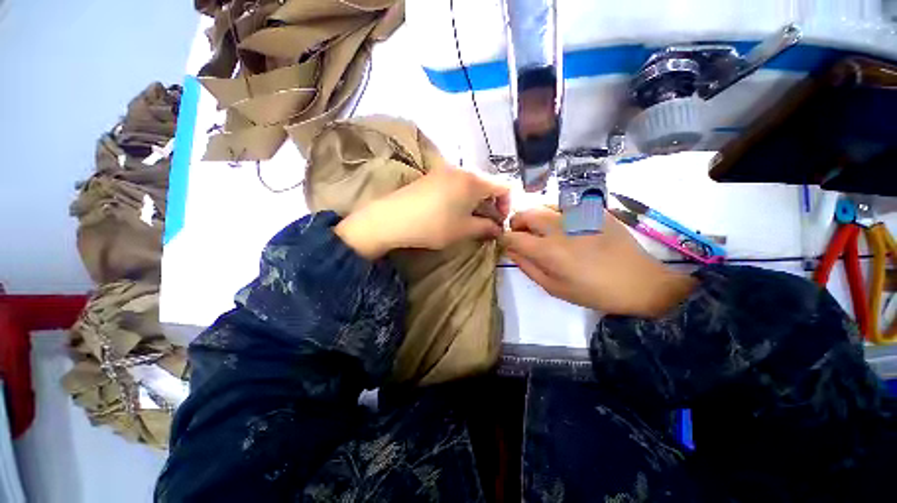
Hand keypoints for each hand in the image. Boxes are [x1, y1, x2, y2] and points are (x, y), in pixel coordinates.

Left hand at [335, 167, 509, 258]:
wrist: (393, 219)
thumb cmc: (435, 225)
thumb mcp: (464, 230)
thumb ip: (486, 228)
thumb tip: (498, 229)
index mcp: (475, 181)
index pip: (504, 187)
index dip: (507, 205)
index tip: (499, 222)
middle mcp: (462, 170)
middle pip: (487, 184)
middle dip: (491, 204)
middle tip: (485, 223)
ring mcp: (445, 171)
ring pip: (471, 184)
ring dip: (476, 201)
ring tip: (468, 219)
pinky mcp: (432, 176)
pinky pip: (456, 183)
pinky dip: (462, 196)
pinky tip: (452, 211)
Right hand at [502, 206, 695, 316]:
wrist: (638, 281)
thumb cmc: (592, 291)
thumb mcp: (553, 288)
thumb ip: (527, 267)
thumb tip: (511, 250)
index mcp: (548, 250)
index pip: (513, 236)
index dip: (504, 239)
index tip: (506, 243)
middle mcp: (559, 227)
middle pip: (525, 213)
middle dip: (516, 223)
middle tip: (521, 235)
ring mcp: (578, 214)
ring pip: (542, 205)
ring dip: (534, 216)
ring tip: (542, 230)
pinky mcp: (593, 209)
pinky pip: (563, 205)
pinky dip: (554, 213)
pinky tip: (564, 227)